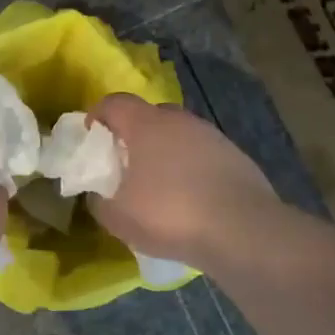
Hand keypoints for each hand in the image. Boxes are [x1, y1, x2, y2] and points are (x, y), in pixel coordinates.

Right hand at [86, 94, 280, 269]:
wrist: (243, 231)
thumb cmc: (170, 214)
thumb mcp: (117, 217)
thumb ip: (98, 201)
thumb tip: (98, 194)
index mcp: (146, 125)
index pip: (114, 103)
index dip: (98, 115)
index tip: (91, 136)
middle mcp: (181, 121)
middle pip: (150, 115)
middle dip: (134, 134)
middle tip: (125, 162)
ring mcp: (213, 137)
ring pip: (180, 135)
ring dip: (165, 152)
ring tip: (159, 185)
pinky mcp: (237, 158)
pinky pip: (203, 155)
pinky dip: (191, 169)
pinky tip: (190, 198)